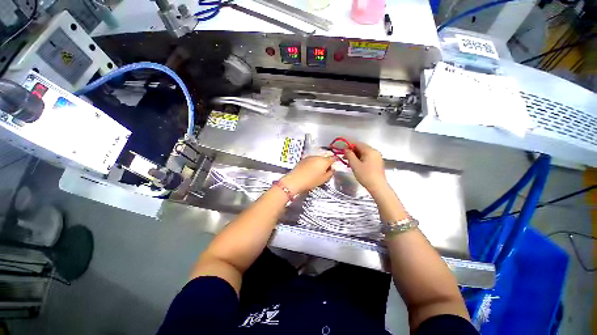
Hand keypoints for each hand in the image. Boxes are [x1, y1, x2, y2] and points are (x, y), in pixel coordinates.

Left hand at [281, 156, 335, 193]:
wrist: (295, 180)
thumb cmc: (311, 181)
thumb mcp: (323, 179)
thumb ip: (330, 173)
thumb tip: (332, 169)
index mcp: (324, 161)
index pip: (333, 158)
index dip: (335, 162)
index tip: (333, 167)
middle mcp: (317, 157)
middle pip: (325, 158)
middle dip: (326, 163)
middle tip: (325, 171)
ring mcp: (309, 157)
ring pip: (317, 159)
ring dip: (319, 163)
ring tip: (317, 171)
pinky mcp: (303, 159)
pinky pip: (311, 160)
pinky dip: (312, 163)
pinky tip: (310, 170)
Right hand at [344, 142, 387, 190]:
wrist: (378, 186)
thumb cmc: (365, 175)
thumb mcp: (355, 165)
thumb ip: (349, 155)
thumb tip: (346, 149)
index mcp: (370, 150)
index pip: (357, 144)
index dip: (349, 145)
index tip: (342, 149)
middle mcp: (375, 152)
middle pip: (361, 148)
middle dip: (352, 151)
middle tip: (344, 156)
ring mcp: (377, 157)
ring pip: (364, 153)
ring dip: (355, 156)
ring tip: (348, 161)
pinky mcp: (377, 163)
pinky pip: (367, 157)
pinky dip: (360, 159)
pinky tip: (355, 164)